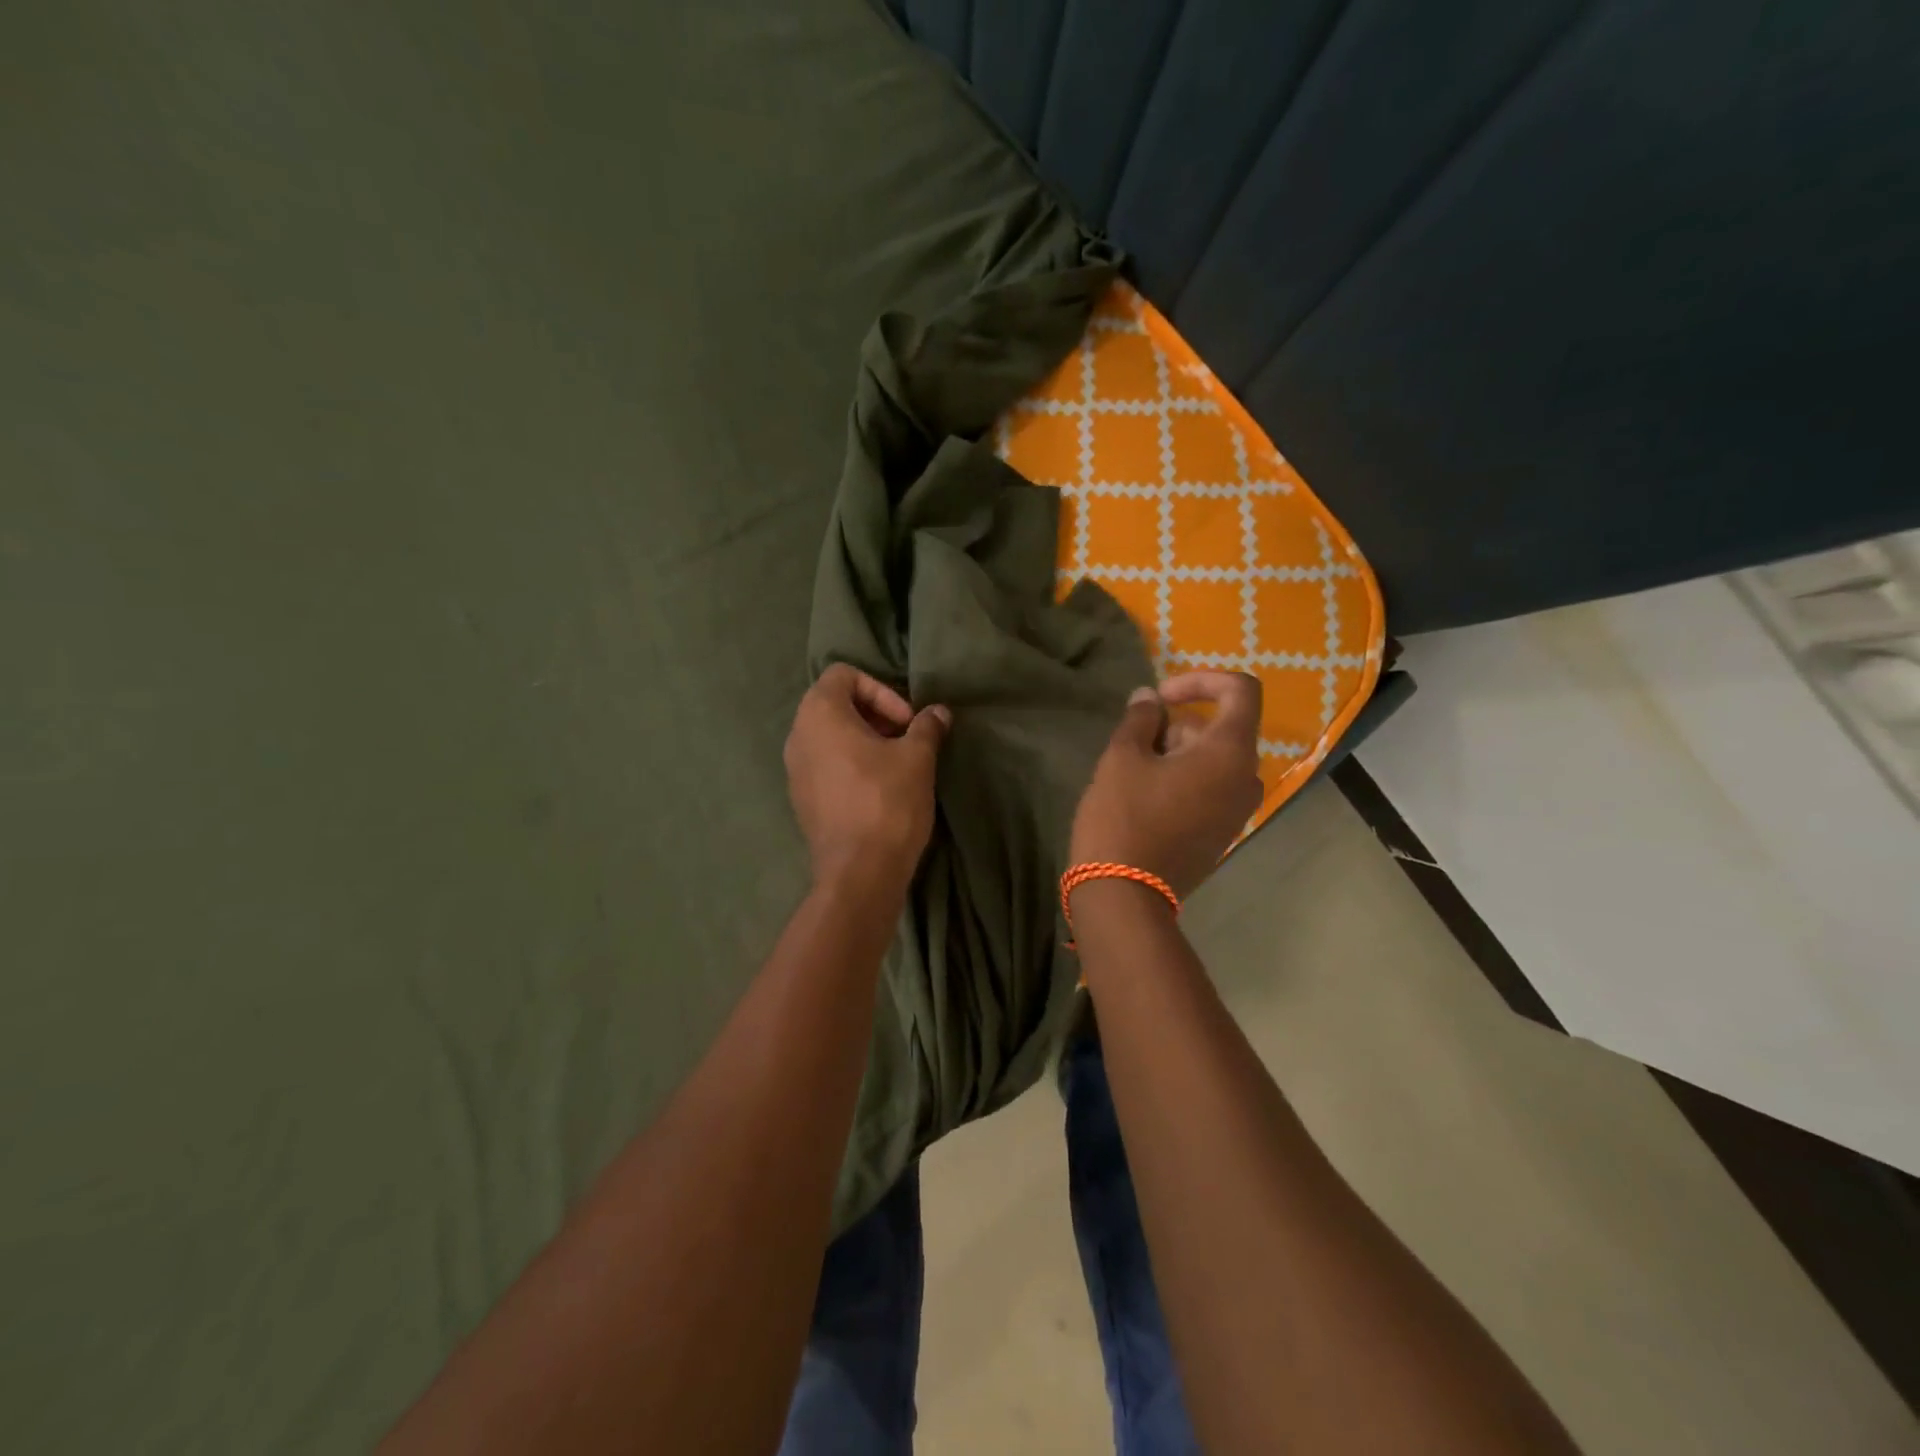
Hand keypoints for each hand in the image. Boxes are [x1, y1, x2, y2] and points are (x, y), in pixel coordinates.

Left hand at [785, 664, 949, 896]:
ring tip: (897, 764)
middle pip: (835, 704)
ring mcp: (794, 771)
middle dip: (875, 714)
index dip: (880, 689)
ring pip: (830, 736)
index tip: (906, 721)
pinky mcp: (801, 800)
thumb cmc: (887, 802)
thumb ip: (927, 727)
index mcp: (819, 714)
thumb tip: (938, 712)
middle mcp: (798, 736)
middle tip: (906, 738)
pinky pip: (825, 765)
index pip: (843, 675)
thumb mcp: (917, 757)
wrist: (859, 872)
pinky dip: (851, 764)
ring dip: (865, 740)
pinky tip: (879, 789)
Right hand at [1069, 672, 1263, 898]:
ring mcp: (1237, 811)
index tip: (1161, 697)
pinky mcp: (1221, 834)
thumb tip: (1149, 699)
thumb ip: (1140, 718)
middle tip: (1132, 746)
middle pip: (1219, 729)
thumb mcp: (1122, 757)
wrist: (1125, 897)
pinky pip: (1209, 789)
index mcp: (1230, 753)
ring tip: (1132, 775)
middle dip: (1176, 727)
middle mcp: (1246, 779)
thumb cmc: (1123, 818)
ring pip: (1211, 761)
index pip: (1241, 690)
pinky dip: (1182, 780)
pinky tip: (1144, 800)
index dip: (1201, 680)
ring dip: (1175, 754)